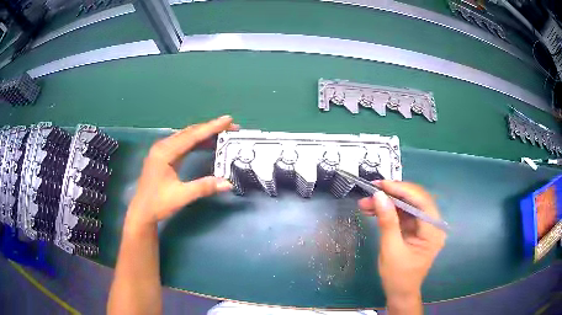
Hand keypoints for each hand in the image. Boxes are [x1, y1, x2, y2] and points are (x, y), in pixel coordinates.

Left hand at [125, 115, 237, 227]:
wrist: (142, 212)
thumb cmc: (158, 203)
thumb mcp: (181, 196)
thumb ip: (204, 187)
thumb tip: (228, 183)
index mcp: (165, 152)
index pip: (191, 136)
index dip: (211, 127)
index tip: (228, 120)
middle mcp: (163, 146)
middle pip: (189, 132)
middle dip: (210, 128)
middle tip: (230, 127)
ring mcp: (162, 150)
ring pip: (186, 137)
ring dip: (204, 134)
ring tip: (223, 133)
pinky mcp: (164, 156)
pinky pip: (183, 144)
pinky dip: (197, 142)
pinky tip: (207, 144)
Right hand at [358, 181, 445, 307]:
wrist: (400, 293)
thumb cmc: (398, 276)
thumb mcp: (391, 250)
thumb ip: (387, 222)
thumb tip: (379, 196)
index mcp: (433, 231)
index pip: (422, 201)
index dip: (402, 189)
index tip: (381, 185)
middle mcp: (433, 225)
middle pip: (415, 200)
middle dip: (392, 194)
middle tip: (371, 191)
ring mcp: (424, 226)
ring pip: (407, 205)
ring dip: (388, 202)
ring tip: (366, 203)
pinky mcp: (415, 229)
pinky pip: (403, 214)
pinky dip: (389, 211)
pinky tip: (373, 210)